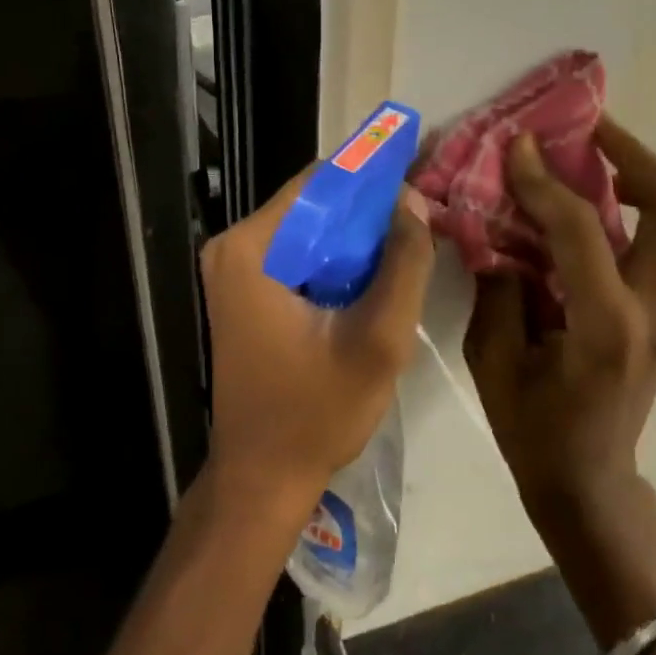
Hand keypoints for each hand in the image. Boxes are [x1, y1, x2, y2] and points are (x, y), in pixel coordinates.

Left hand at [200, 171, 435, 516]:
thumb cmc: (317, 412)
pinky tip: (373, 279)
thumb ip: (404, 264)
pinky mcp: (244, 292)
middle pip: (314, 204)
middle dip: (368, 213)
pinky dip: (336, 262)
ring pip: (310, 231)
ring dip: (356, 239)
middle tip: (421, 225)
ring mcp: (234, 271)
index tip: (419, 181)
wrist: (263, 477)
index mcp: (252, 247)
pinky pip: (299, 257)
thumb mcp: (378, 339)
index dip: (373, 177)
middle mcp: (233, 247)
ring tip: (407, 251)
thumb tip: (413, 201)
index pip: (320, 182)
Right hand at [464, 117, 655, 528]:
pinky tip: (610, 205)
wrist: (588, 480)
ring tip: (606, 160)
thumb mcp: (493, 360)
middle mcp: (655, 313)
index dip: (545, 181)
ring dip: (654, 180)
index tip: (519, 145)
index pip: (581, 230)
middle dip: (635, 158)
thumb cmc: (533, 428)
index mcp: (605, 327)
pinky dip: (654, 211)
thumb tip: (500, 234)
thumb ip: (499, 289)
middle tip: (589, 133)